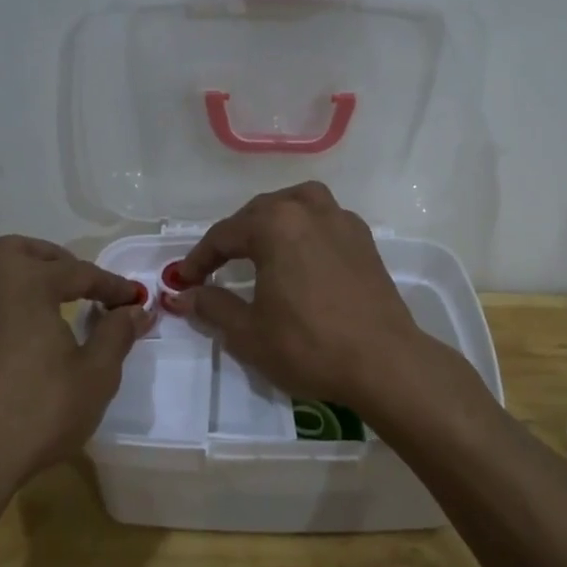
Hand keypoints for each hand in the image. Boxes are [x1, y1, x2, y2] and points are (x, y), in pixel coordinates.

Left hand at [0, 235, 153, 506]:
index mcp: (26, 282)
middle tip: (82, 285)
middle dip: (57, 262)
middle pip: (22, 252)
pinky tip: (11, 329)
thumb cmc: (37, 413)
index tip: (135, 299)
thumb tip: (136, 310)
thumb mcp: (95, 375)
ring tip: (39, 294)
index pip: (79, 272)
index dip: (111, 285)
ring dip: (15, 270)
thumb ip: (117, 334)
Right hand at [165, 182, 437, 411]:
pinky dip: (304, 227)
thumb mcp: (249, 333)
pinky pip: (325, 219)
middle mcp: (308, 210)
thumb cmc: (309, 345)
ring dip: (272, 219)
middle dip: (233, 237)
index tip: (183, 281)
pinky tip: (301, 254)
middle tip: (215, 267)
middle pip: (259, 212)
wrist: (384, 362)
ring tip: (260, 244)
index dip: (199, 259)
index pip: (224, 235)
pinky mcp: (364, 240)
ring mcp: (342, 221)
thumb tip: (183, 296)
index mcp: (276, 225)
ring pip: (297, 203)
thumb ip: (212, 307)